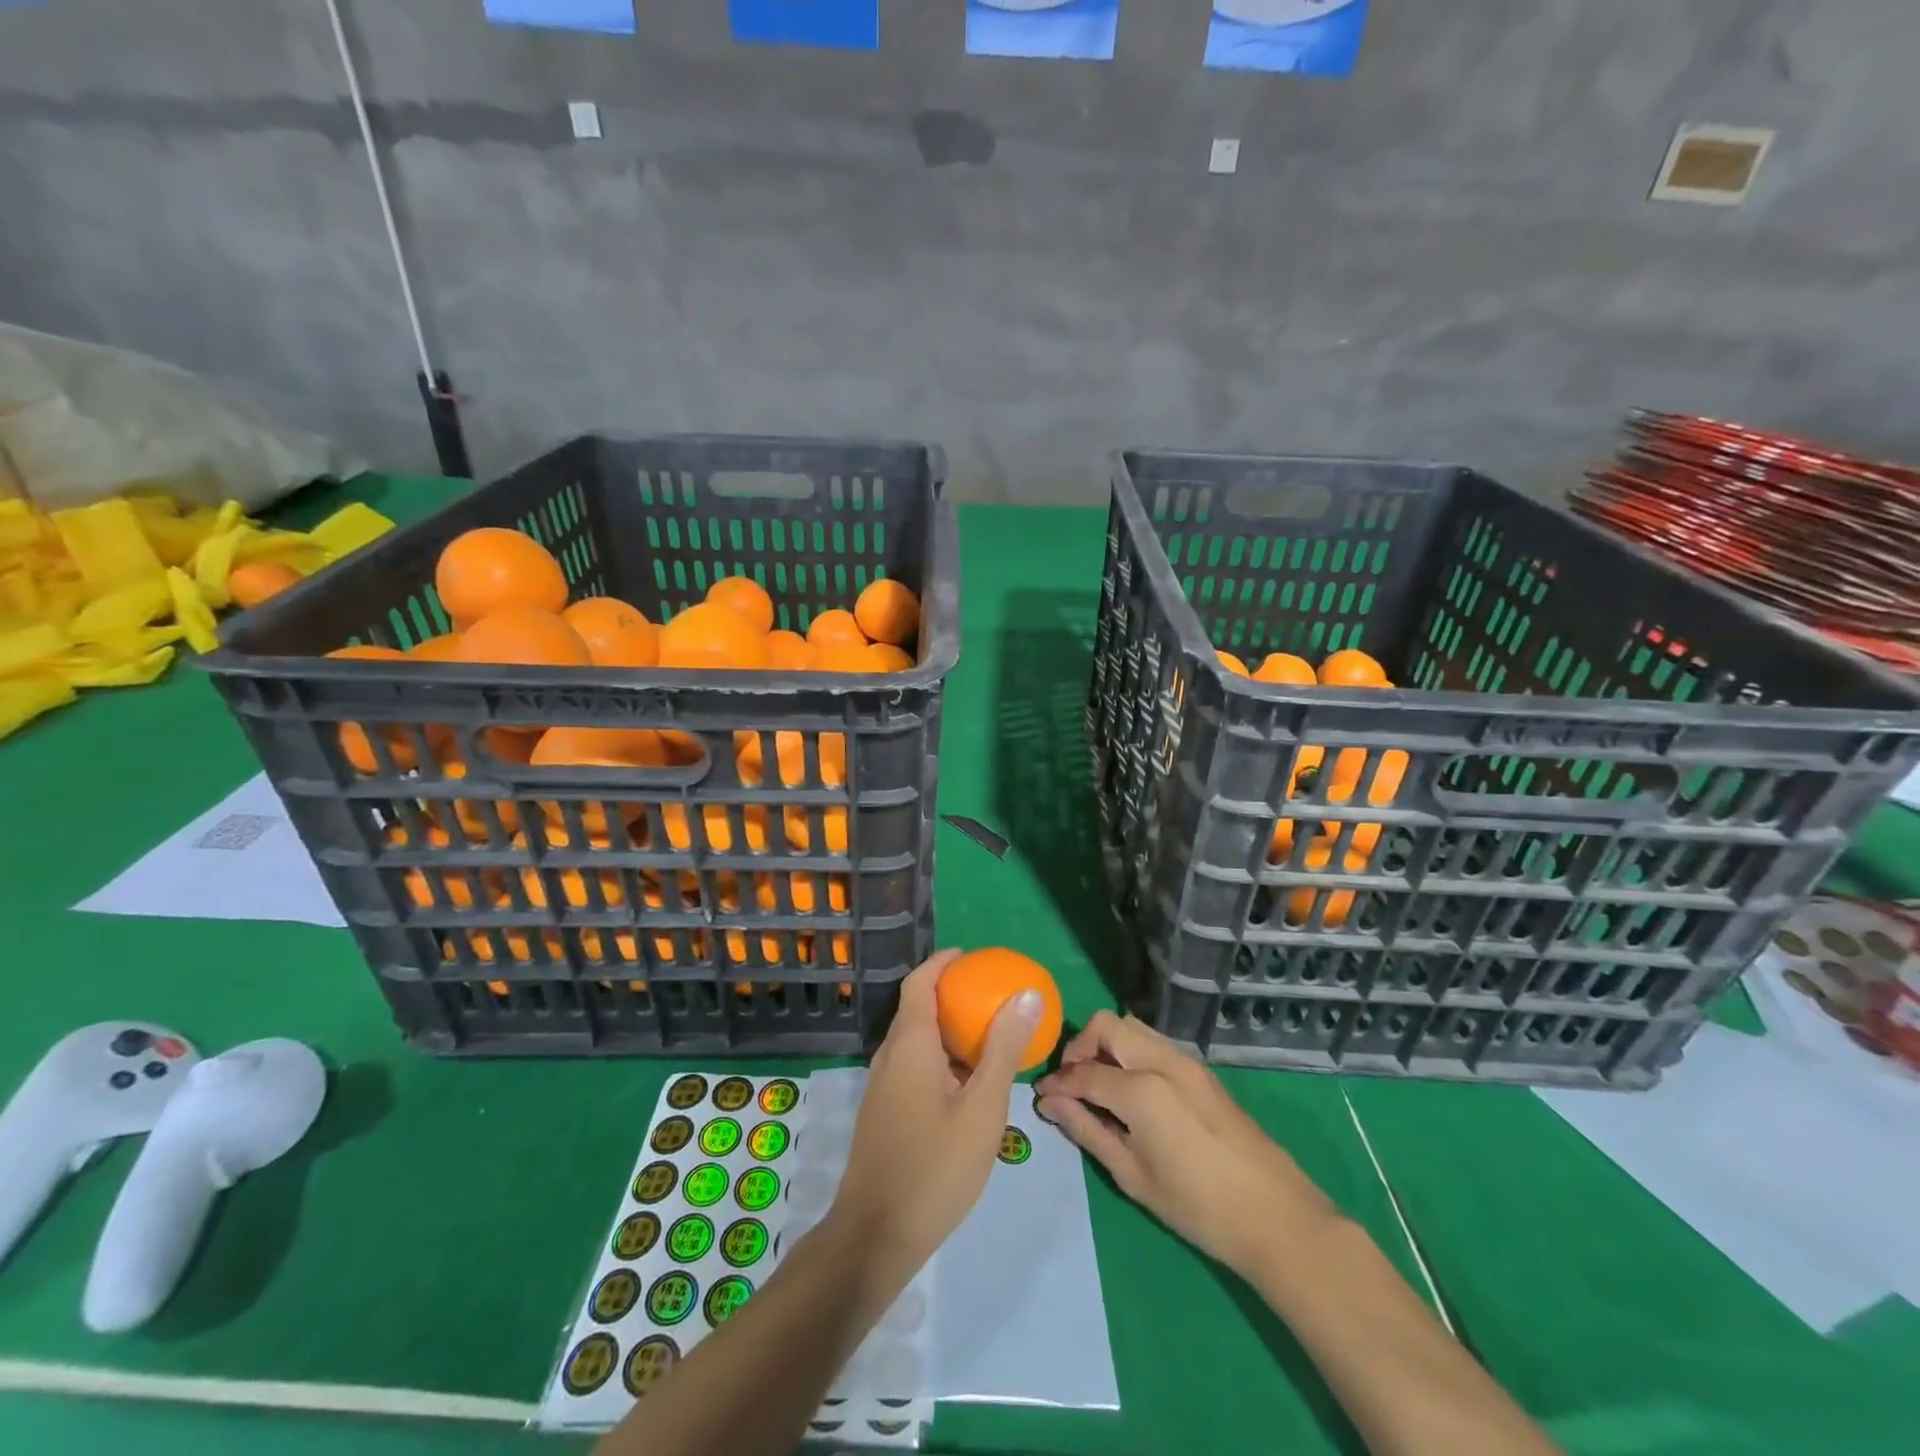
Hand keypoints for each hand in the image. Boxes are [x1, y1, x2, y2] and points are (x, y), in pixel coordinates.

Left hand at [827, 949, 1042, 1283]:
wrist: (876, 1236)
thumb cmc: (935, 1165)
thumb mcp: (982, 1106)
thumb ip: (1003, 1049)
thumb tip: (1025, 995)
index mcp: (909, 1044)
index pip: (919, 982)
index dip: (942, 963)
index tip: (972, 957)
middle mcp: (890, 1056)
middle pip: (917, 1008)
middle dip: (950, 994)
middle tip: (990, 996)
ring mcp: (882, 1086)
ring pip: (915, 1041)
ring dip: (947, 1029)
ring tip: (987, 1036)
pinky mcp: (884, 1112)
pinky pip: (913, 1066)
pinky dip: (940, 1058)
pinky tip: (967, 1084)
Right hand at [1035, 1011, 1336, 1275]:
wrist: (1276, 1217)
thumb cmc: (1198, 1207)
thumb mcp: (1133, 1175)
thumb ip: (1088, 1131)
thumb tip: (1051, 1104)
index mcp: (1141, 1088)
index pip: (1083, 1072)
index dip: (1057, 1083)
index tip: (1041, 1097)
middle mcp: (1161, 1060)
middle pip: (1107, 1025)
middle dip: (1080, 1047)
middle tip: (1072, 1084)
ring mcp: (1185, 1061)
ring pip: (1132, 1026)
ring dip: (1107, 1044)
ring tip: (1098, 1085)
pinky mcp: (1201, 1070)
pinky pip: (1154, 1042)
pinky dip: (1131, 1052)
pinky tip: (1130, 1090)